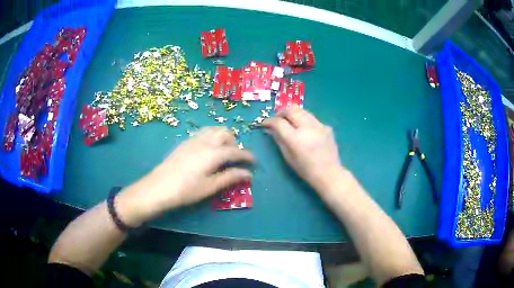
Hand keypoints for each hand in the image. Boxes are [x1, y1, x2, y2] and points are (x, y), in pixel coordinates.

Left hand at [117, 127, 253, 225]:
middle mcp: (205, 142)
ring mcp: (193, 140)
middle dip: (235, 143)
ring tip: (223, 152)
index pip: (236, 151)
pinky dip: (212, 137)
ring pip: (214, 130)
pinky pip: (203, 133)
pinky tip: (208, 151)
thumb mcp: (210, 187)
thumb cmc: (186, 190)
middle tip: (235, 158)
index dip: (247, 156)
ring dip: (223, 137)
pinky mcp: (184, 142)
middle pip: (226, 133)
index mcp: (214, 153)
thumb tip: (248, 174)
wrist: (158, 187)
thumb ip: (230, 178)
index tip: (254, 162)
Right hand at [262, 105, 342, 190]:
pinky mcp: (326, 126)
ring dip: (293, 113)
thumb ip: (279, 140)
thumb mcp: (288, 156)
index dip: (269, 121)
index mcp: (295, 138)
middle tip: (277, 119)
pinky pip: (312, 119)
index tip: (265, 123)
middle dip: (281, 112)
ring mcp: (319, 125)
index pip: (278, 122)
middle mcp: (307, 127)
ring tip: (290, 121)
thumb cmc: (305, 169)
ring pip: (302, 110)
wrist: (328, 173)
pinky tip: (305, 130)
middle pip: (291, 109)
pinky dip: (305, 120)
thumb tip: (270, 129)